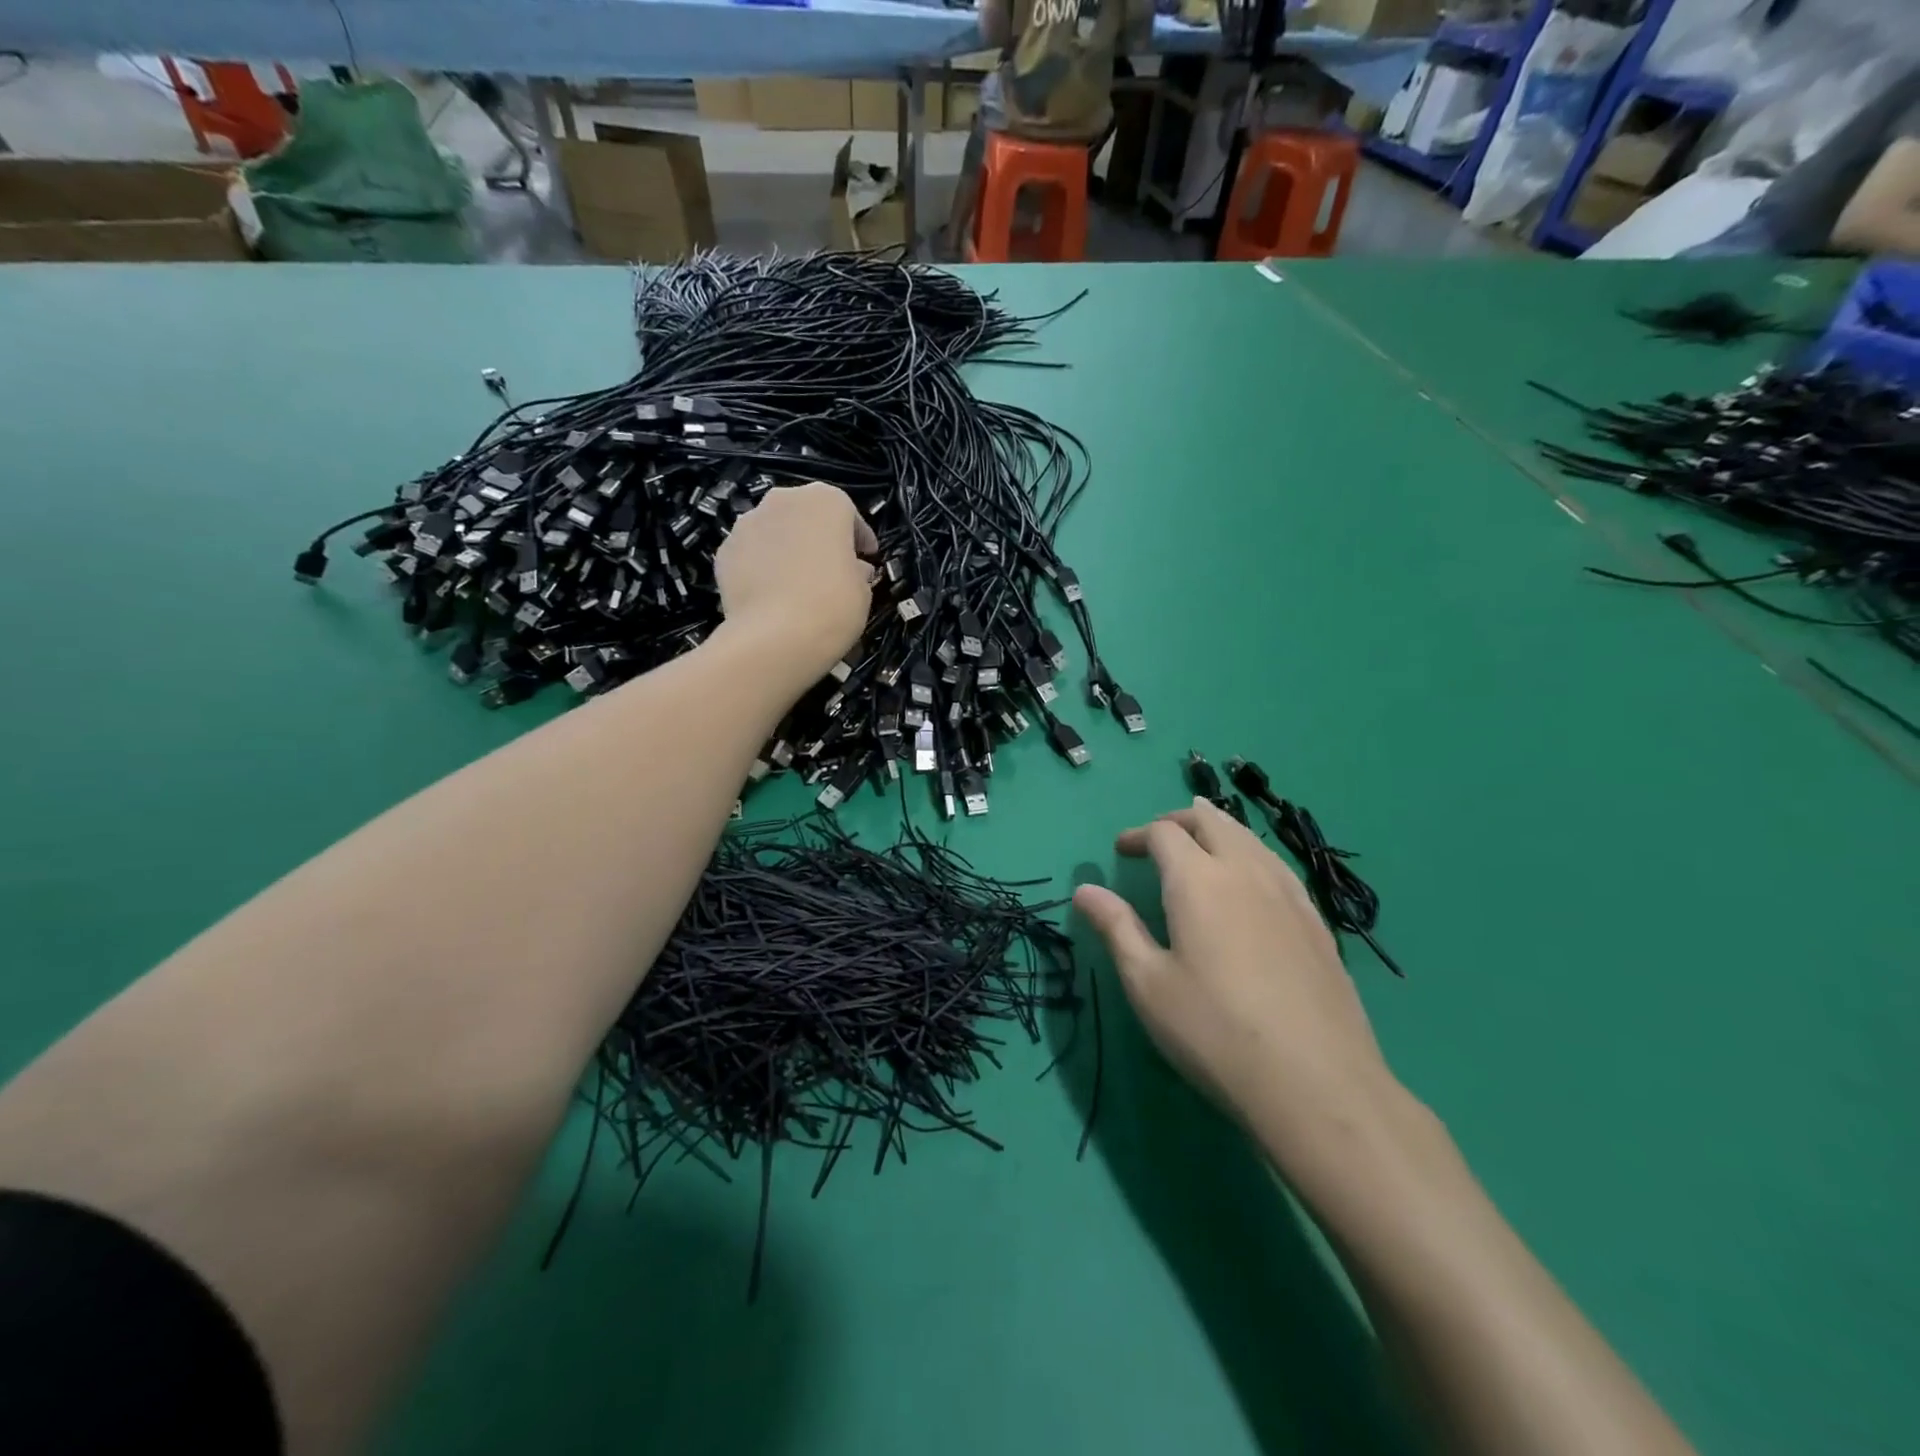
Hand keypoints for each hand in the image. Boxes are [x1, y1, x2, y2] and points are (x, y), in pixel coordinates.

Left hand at [715, 483, 876, 672]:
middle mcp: (783, 500)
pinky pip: (752, 554)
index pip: (848, 512)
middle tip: (831, 567)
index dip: (859, 538)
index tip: (866, 558)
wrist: (773, 638)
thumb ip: (857, 570)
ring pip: (775, 531)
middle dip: (819, 537)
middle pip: (806, 515)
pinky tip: (771, 594)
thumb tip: (852, 569)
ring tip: (797, 582)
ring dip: (788, 549)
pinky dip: (762, 567)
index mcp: (825, 501)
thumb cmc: (832, 606)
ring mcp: (747, 523)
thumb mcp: (862, 590)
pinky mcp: (724, 551)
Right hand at [1073, 799, 1397, 1156]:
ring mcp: (1289, 893)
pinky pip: (1276, 865)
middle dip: (1180, 820)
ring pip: (1249, 838)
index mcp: (1199, 880)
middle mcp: (1246, 871)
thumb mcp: (1148, 984)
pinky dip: (1250, 856)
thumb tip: (1085, 889)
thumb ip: (1116, 928)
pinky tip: (1248, 887)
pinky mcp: (1317, 921)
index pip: (1165, 833)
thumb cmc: (1214, 1031)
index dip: (1138, 835)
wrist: (1316, 1083)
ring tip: (1200, 851)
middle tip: (1159, 840)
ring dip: (1218, 832)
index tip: (1122, 851)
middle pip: (1212, 820)